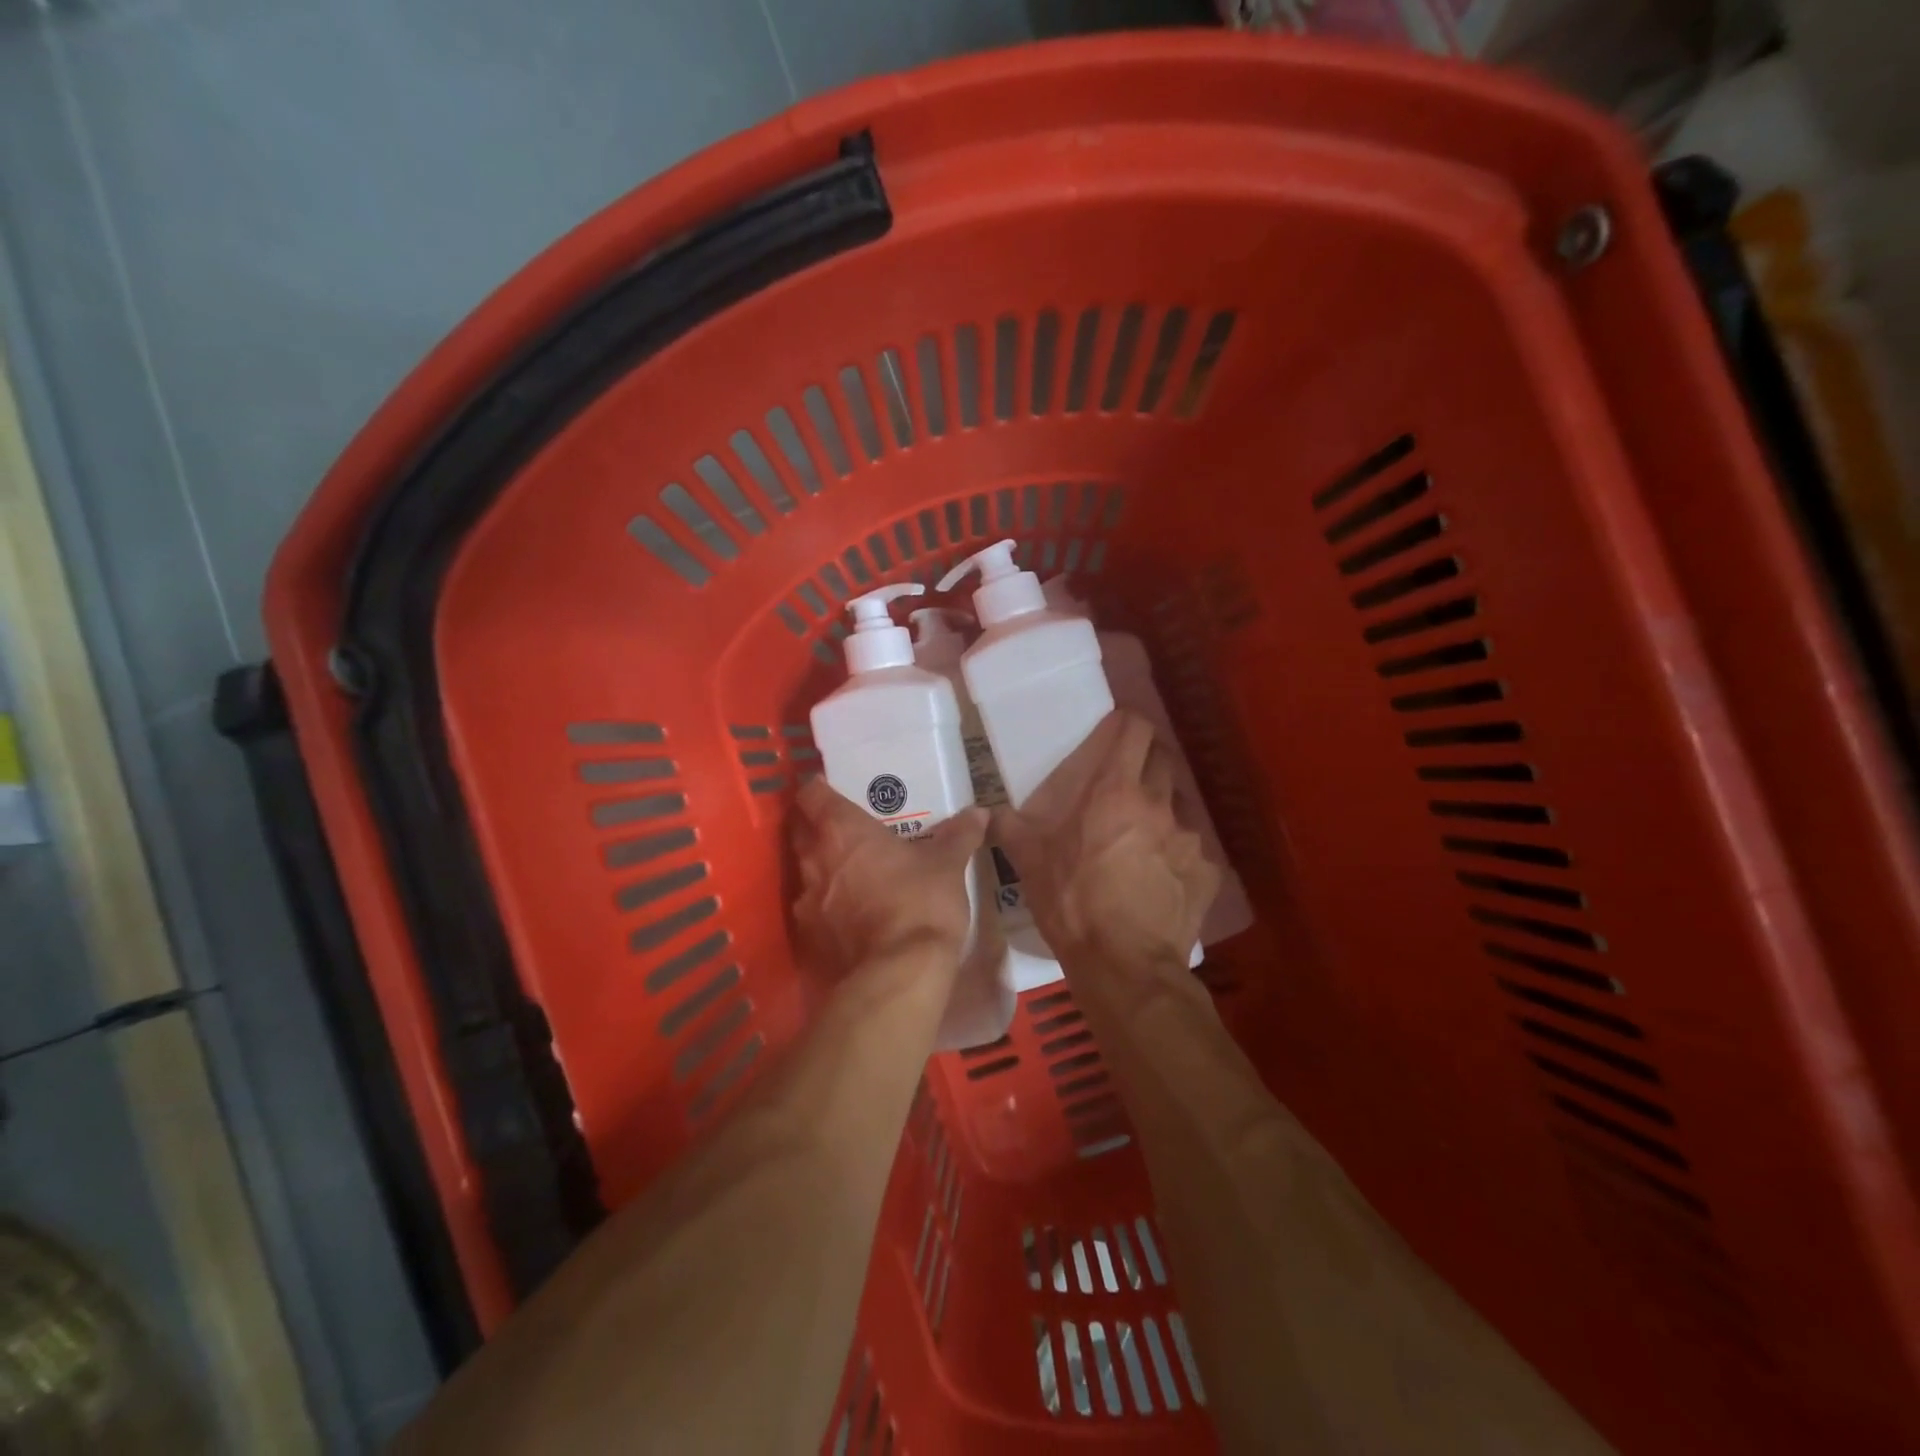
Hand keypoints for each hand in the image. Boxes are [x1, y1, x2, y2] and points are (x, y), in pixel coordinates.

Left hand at [792, 777, 987, 979]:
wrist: (897, 974)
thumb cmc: (920, 903)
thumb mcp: (948, 865)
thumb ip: (959, 835)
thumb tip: (979, 812)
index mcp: (842, 830)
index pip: (812, 796)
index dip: (818, 789)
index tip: (829, 787)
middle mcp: (815, 859)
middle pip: (800, 831)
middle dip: (816, 826)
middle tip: (844, 828)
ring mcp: (806, 901)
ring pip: (805, 872)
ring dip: (822, 869)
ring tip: (849, 873)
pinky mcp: (808, 938)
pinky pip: (812, 911)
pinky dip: (827, 907)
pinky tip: (849, 915)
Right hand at [995, 711, 1219, 969]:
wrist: (1124, 965)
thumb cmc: (1072, 903)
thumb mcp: (1029, 862)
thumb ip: (1011, 827)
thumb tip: (990, 813)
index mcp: (1115, 790)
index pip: (1135, 728)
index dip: (1126, 724)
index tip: (1114, 733)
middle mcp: (1159, 803)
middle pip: (1163, 757)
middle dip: (1145, 760)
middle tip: (1124, 782)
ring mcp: (1190, 836)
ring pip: (1181, 802)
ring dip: (1164, 806)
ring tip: (1144, 832)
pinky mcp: (1208, 870)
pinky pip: (1195, 847)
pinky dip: (1179, 851)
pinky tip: (1162, 875)